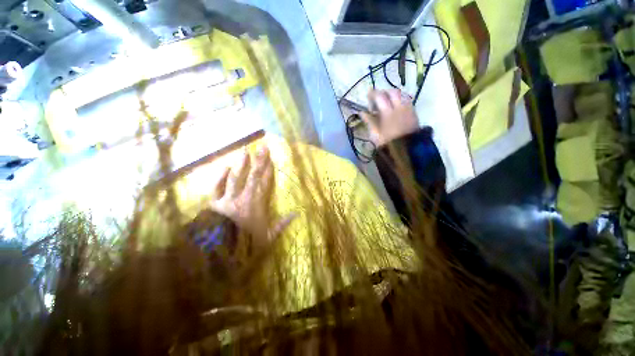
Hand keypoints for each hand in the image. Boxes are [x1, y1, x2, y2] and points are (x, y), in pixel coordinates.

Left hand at [210, 146, 292, 248]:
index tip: (272, 159)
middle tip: (263, 147)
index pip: (265, 183)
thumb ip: (282, 224)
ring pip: (236, 178)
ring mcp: (228, 198)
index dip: (269, 171)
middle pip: (253, 176)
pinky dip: (220, 177)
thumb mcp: (268, 237)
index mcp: (258, 204)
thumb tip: (296, 214)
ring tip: (245, 151)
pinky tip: (225, 167)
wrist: (221, 252)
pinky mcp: (215, 203)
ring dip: (241, 164)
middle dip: (259, 161)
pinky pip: (217, 187)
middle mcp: (244, 197)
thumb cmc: (247, 243)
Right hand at [362, 89, 418, 146]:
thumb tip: (362, 112)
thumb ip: (369, 121)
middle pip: (392, 92)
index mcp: (388, 113)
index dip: (373, 94)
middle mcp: (400, 107)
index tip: (368, 96)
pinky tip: (396, 108)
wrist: (406, 151)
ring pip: (402, 95)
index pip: (380, 96)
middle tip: (378, 99)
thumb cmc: (388, 143)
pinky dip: (400, 100)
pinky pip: (407, 101)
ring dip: (393, 96)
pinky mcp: (414, 113)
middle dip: (384, 92)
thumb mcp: (375, 134)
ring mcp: (408, 109)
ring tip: (387, 103)